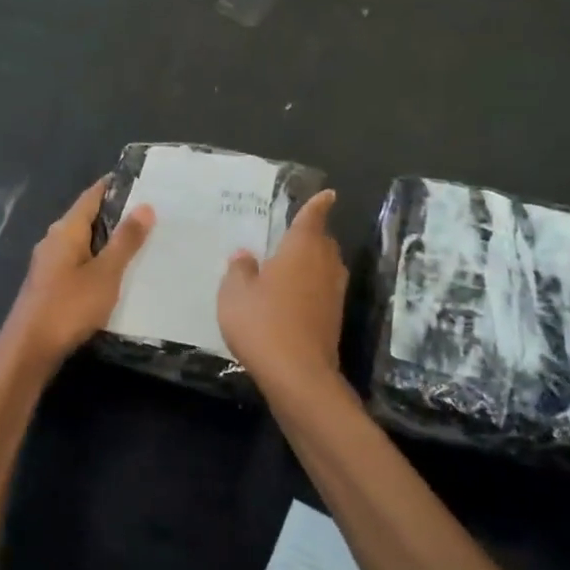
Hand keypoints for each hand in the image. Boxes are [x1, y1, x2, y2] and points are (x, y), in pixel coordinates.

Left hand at [0, 178, 153, 371]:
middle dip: (116, 214)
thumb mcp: (105, 273)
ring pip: (83, 242)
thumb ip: (125, 241)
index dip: (114, 186)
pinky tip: (115, 273)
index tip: (142, 181)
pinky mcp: (49, 285)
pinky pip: (78, 263)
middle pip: (87, 218)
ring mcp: (48, 264)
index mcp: (66, 230)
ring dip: (107, 241)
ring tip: (140, 242)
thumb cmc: (69, 306)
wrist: (29, 349)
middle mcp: (54, 240)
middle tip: (151, 213)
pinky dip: (98, 261)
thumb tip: (145, 205)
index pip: (92, 196)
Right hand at [218, 189, 347, 387]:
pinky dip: (312, 287)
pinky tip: (291, 298)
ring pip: (327, 267)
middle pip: (323, 242)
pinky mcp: (334, 318)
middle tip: (292, 236)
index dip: (318, 205)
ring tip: (289, 266)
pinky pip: (324, 290)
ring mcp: (333, 293)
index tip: (327, 195)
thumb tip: (245, 256)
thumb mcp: (235, 294)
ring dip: (313, 263)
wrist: (297, 374)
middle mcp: (324, 265)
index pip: (313, 218)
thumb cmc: (262, 323)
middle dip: (312, 236)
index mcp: (301, 249)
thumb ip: (239, 270)